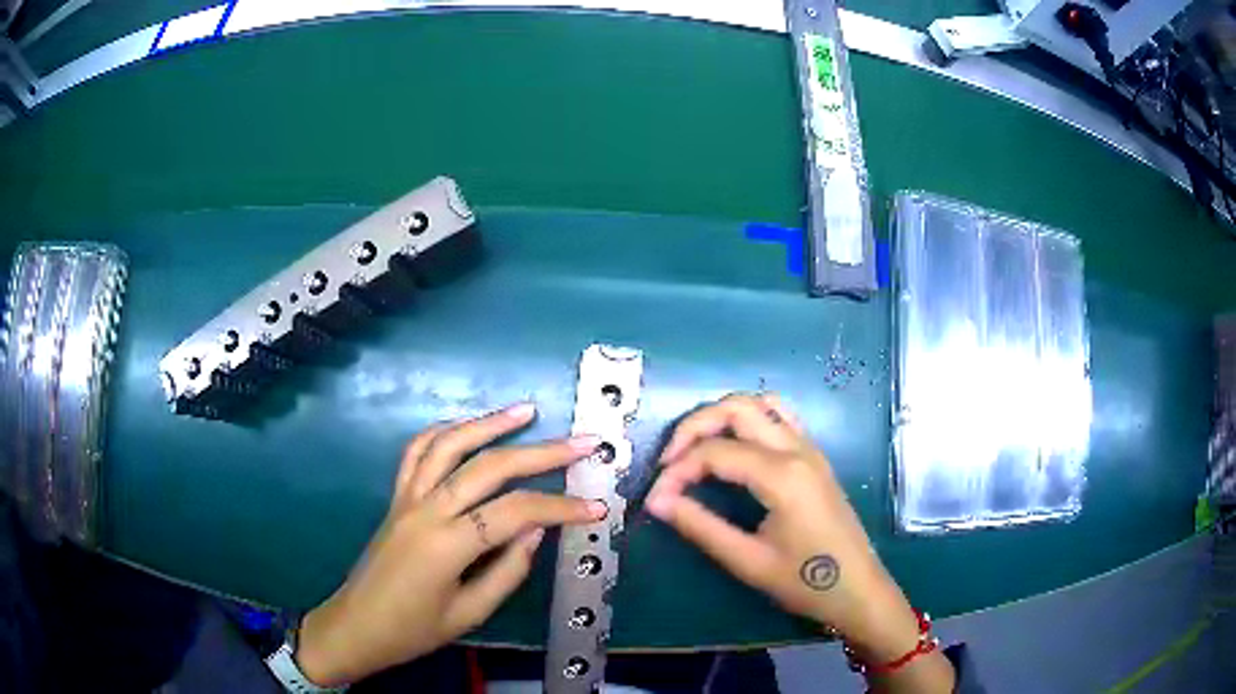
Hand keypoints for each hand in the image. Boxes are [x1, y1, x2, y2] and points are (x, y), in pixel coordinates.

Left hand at [295, 403, 607, 686]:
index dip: (560, 508)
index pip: (515, 512)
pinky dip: (445, 431)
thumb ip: (508, 570)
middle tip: (583, 443)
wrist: (357, 625)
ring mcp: (407, 497)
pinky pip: (418, 451)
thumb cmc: (413, 630)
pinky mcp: (396, 496)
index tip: (595, 509)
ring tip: (527, 411)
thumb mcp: (470, 613)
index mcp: (447, 545)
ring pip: (450, 444)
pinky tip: (469, 426)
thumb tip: (538, 529)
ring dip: (490, 423)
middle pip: (489, 467)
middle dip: (542, 452)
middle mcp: (426, 509)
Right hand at [647, 394, 953, 690]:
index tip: (656, 499)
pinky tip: (735, 445)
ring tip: (696, 447)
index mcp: (782, 475)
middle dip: (693, 427)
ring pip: (760, 403)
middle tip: (668, 461)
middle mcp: (797, 449)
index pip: (715, 452)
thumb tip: (657, 501)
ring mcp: (810, 449)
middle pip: (736, 409)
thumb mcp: (748, 561)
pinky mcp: (815, 457)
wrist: (858, 590)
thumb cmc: (805, 582)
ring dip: (722, 415)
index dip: (677, 471)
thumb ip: (700, 526)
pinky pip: (781, 416)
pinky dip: (750, 418)